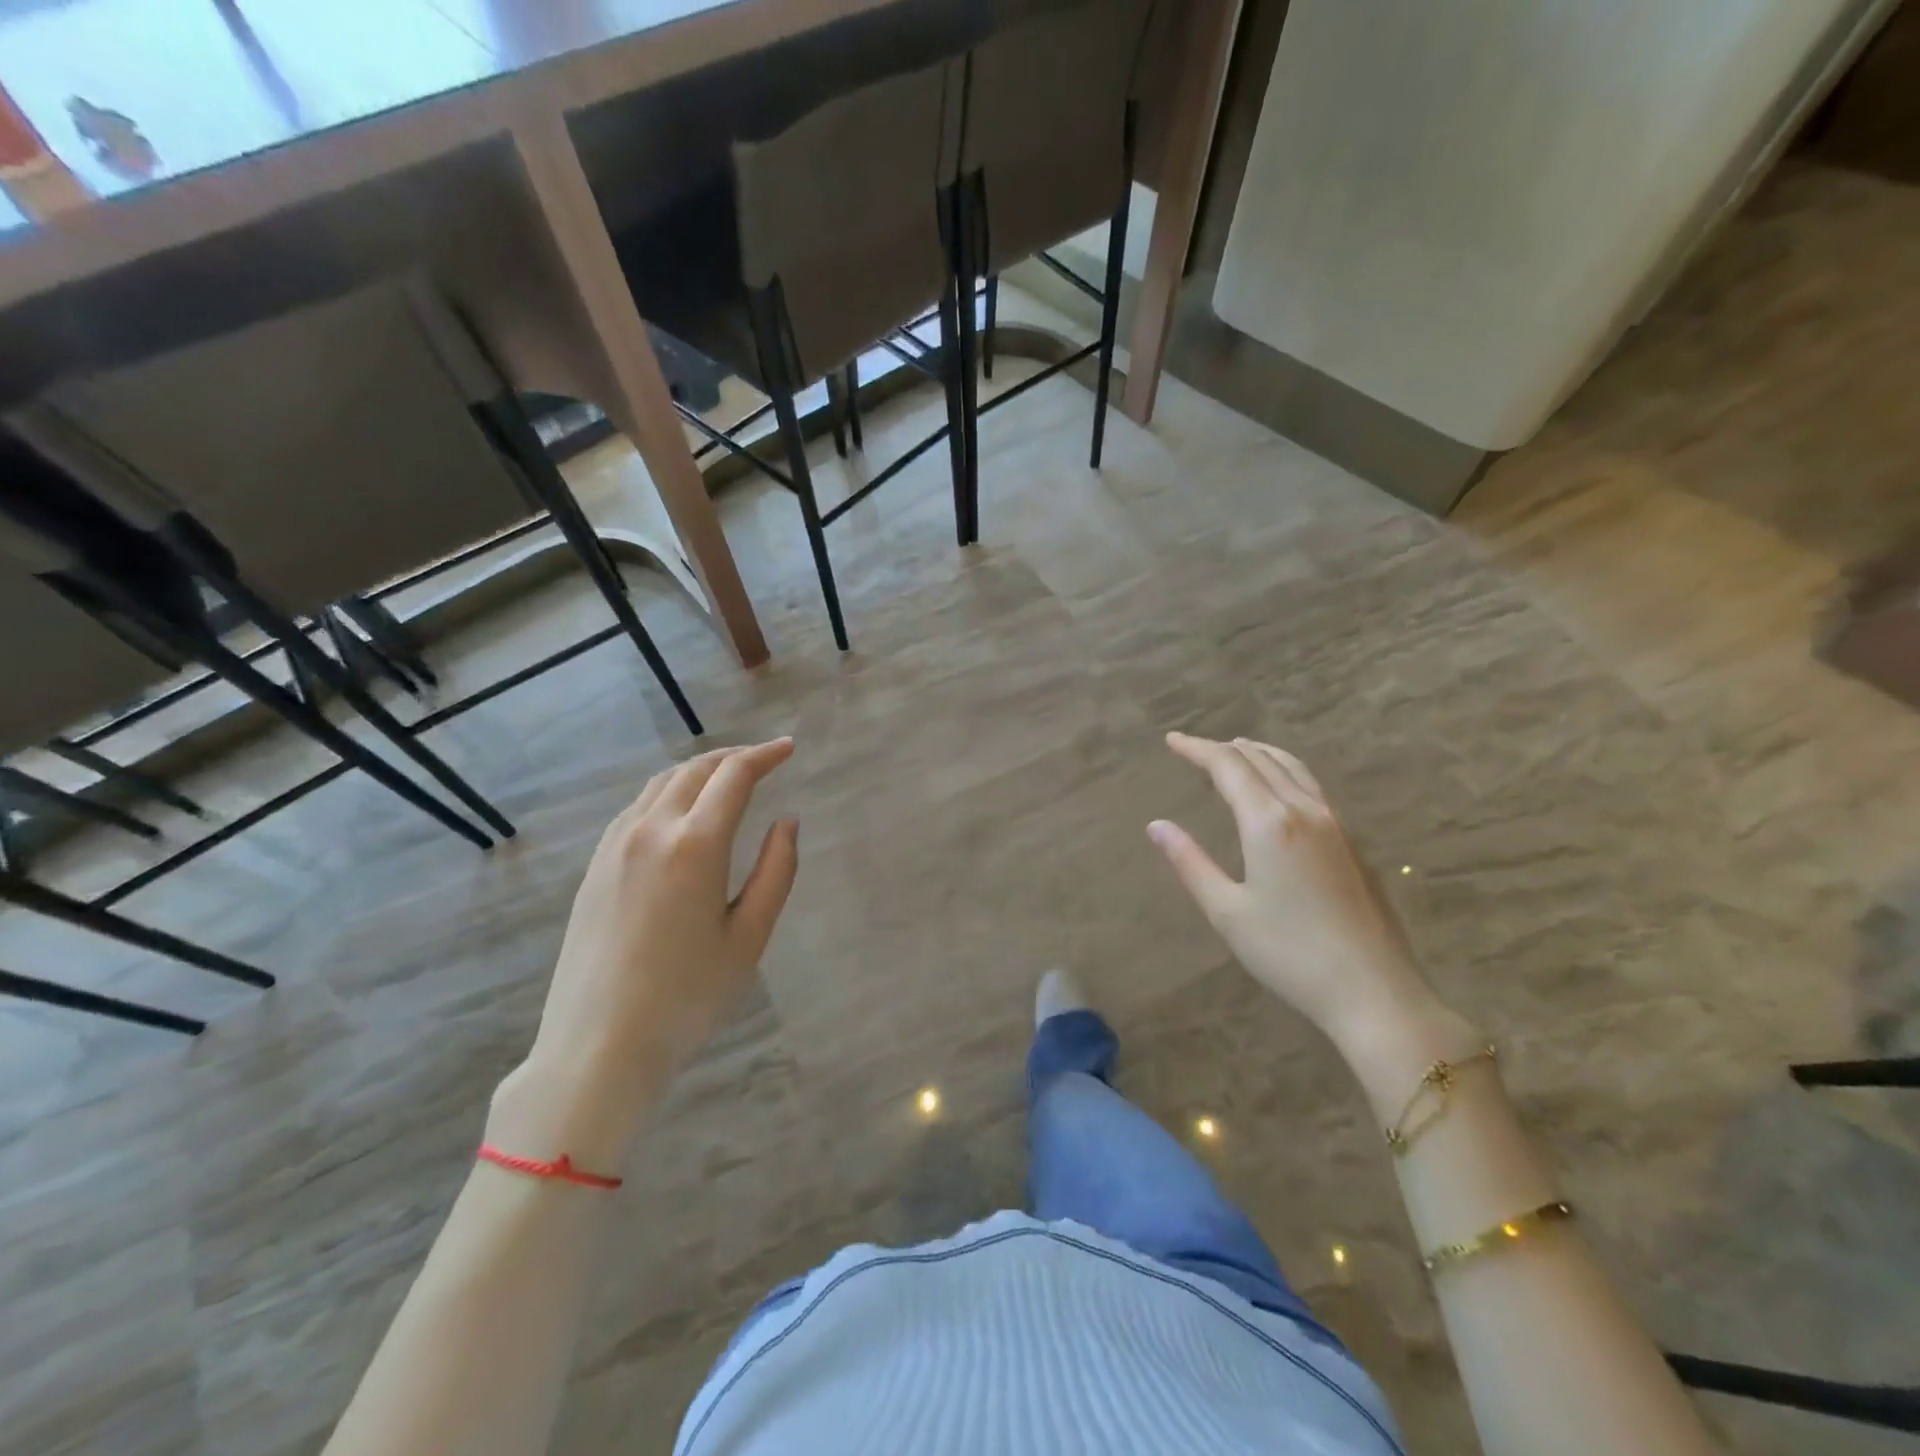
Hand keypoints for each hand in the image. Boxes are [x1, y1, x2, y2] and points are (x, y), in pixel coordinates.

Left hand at [496, 740, 799, 1160]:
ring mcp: (615, 846)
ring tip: (727, 778)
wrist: (597, 1046)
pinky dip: (669, 792)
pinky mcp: (596, 866)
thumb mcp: (749, 937)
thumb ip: (775, 871)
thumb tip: (787, 822)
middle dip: (733, 757)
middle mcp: (650, 831)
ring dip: (699, 770)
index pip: (734, 776)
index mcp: (694, 845)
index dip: (765, 755)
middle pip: (695, 770)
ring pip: (661, 784)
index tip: (789, 748)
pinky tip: (682, 811)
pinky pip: (637, 807)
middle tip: (764, 759)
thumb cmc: (687, 997)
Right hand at [1150, 733, 1453, 1056]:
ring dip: (1259, 753)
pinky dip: (1284, 771)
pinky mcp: (1353, 843)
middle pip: (1261, 760)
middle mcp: (1304, 811)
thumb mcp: (1227, 911)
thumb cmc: (1289, 954)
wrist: (1374, 992)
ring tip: (1237, 750)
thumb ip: (1190, 862)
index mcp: (1269, 822)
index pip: (1228, 767)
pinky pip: (1311, 787)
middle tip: (1193, 747)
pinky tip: (1279, 789)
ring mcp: (1335, 825)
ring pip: (1293, 769)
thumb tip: (1156, 825)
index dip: (1197, 749)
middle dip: (1224, 748)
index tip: (1171, 740)